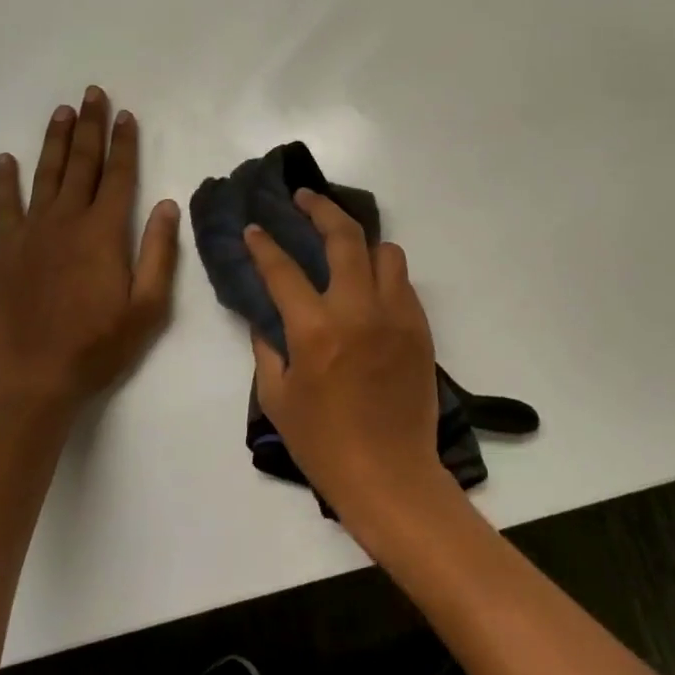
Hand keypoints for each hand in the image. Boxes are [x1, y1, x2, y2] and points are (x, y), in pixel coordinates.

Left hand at [0, 86, 179, 413]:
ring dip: (55, 141)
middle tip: (92, 94)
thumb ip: (158, 252)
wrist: (37, 376)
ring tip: (62, 112)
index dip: (124, 143)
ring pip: (46, 175)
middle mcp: (67, 221)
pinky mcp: (7, 249)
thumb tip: (166, 204)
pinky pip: (5, 206)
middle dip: (89, 127)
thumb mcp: (148, 306)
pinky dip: (5, 181)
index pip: (118, 176)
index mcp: (104, 232)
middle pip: (81, 164)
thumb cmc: (100, 344)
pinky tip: (6, 159)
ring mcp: (33, 233)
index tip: (125, 115)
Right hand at [245, 191, 445, 520]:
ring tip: (344, 247)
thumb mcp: (277, 398)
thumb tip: (265, 317)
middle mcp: (359, 310)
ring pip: (385, 252)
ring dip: (361, 243)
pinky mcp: (420, 329)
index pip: (283, 269)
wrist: (391, 475)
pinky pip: (403, 283)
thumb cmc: (324, 444)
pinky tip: (368, 287)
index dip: (264, 244)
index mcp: (316, 330)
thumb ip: (267, 348)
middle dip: (320, 209)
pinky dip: (383, 274)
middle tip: (305, 198)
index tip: (255, 228)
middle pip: (345, 237)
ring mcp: (396, 316)